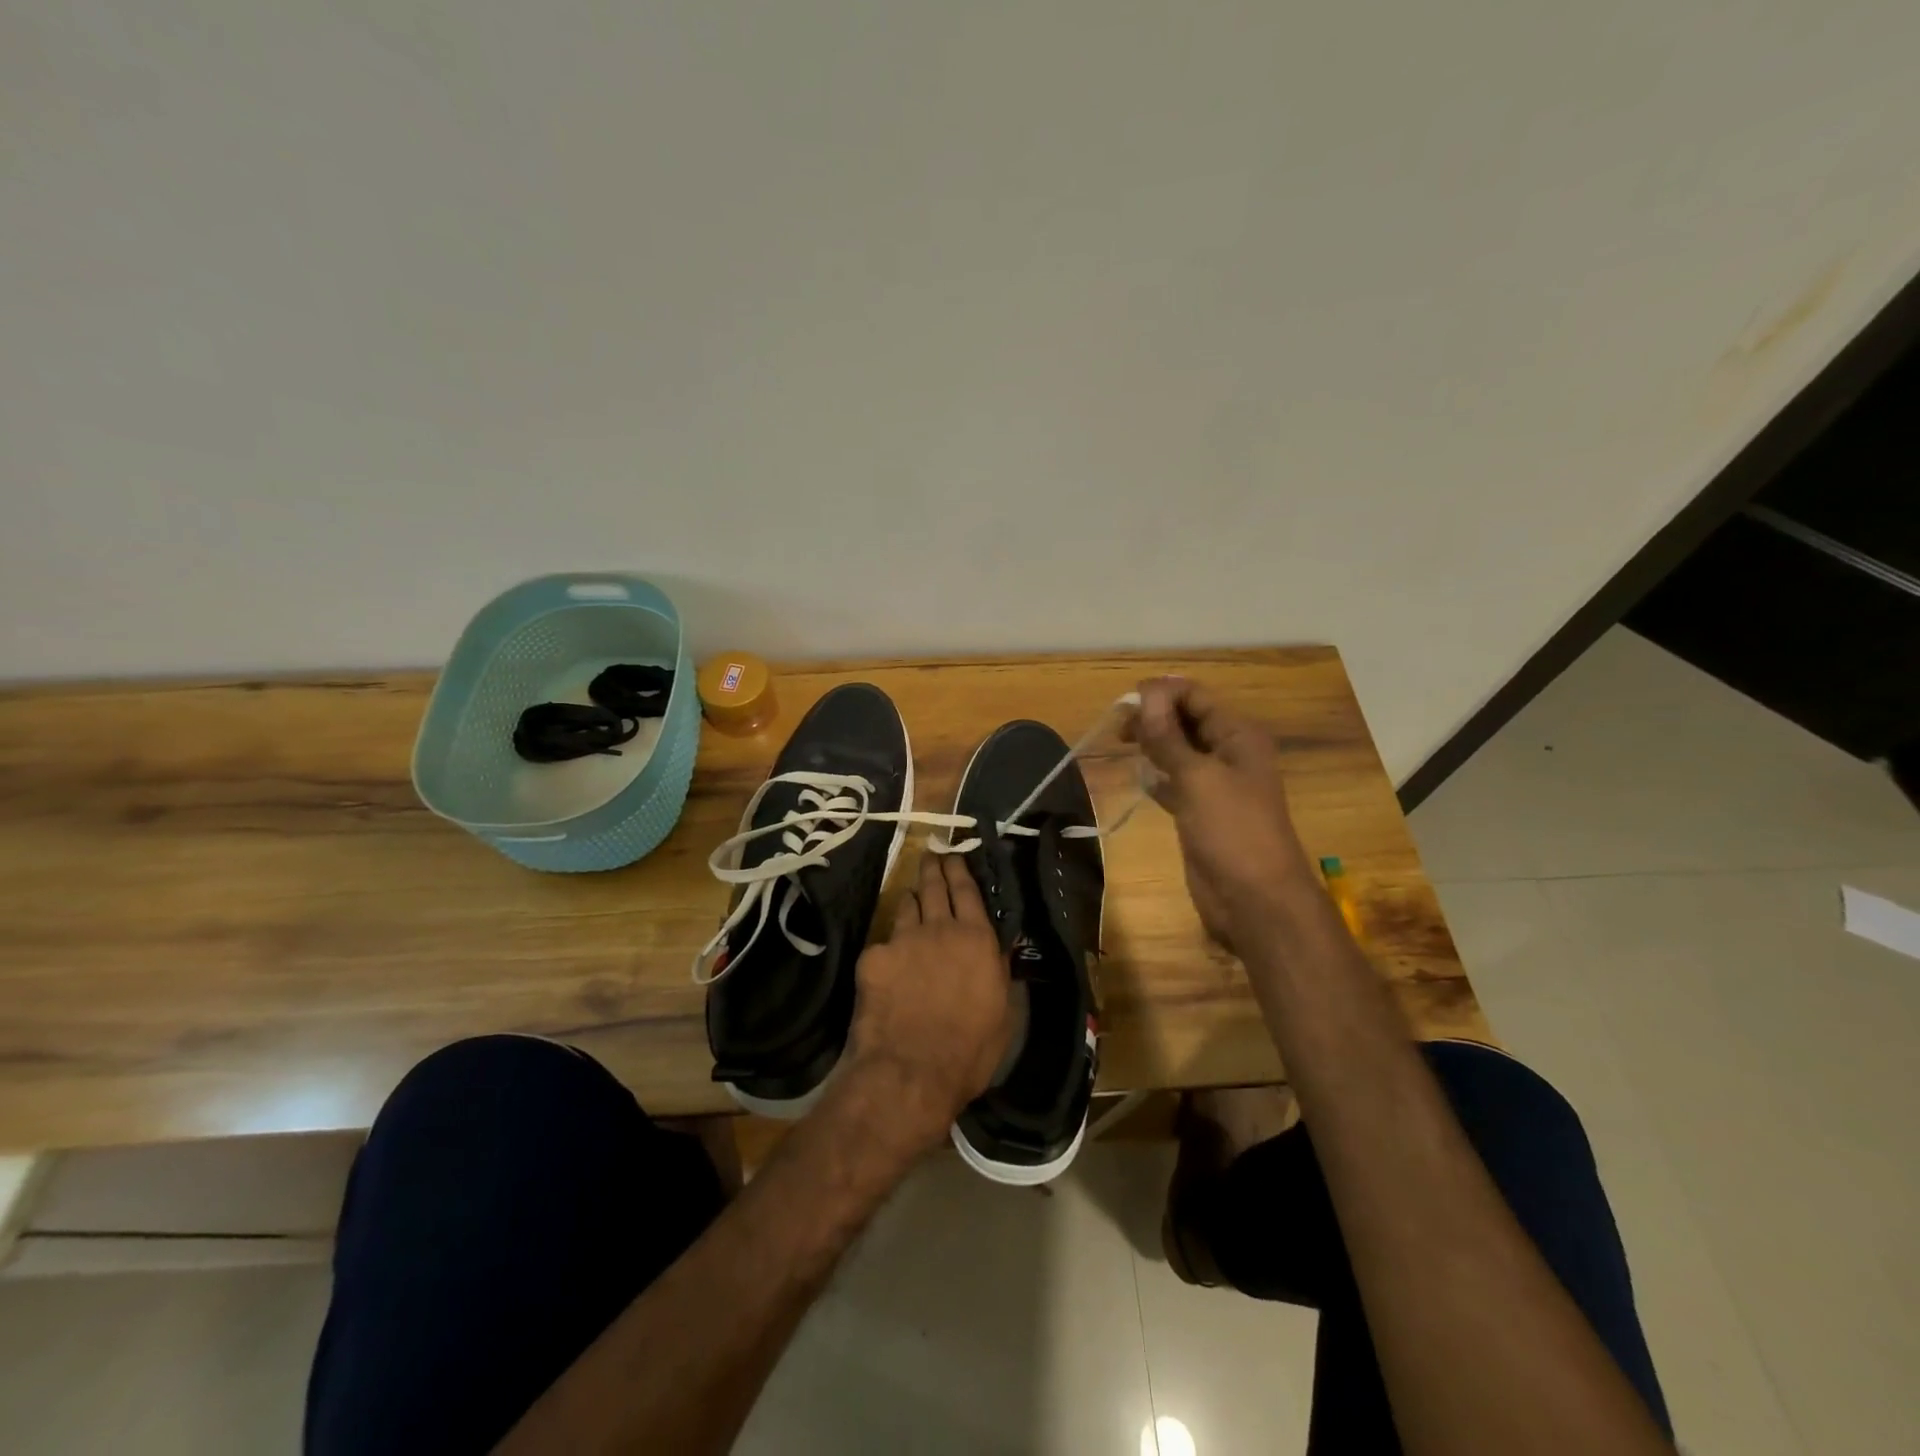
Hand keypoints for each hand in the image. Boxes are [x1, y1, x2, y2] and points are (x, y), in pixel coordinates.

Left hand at [840, 851, 1010, 1153]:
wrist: (911, 1071)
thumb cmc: (969, 1050)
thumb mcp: (1003, 1013)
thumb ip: (998, 972)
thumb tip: (997, 950)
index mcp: (977, 939)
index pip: (967, 891)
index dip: (959, 870)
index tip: (954, 856)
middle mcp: (940, 929)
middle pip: (934, 888)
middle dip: (932, 869)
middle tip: (930, 857)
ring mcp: (903, 940)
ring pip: (906, 907)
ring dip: (910, 900)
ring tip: (911, 898)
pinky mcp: (872, 958)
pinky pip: (882, 944)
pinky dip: (888, 948)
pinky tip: (887, 962)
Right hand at [1125, 677, 1311, 953]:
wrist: (1254, 900)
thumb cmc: (1232, 831)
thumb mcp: (1198, 778)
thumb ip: (1169, 736)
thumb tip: (1146, 693)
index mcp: (1237, 736)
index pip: (1196, 697)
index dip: (1161, 693)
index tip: (1125, 703)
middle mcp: (1228, 754)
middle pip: (1186, 720)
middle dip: (1153, 717)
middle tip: (1117, 728)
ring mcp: (1214, 785)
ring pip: (1178, 751)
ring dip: (1152, 744)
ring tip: (1120, 744)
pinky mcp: (1200, 812)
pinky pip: (1174, 782)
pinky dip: (1156, 776)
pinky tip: (1138, 777)